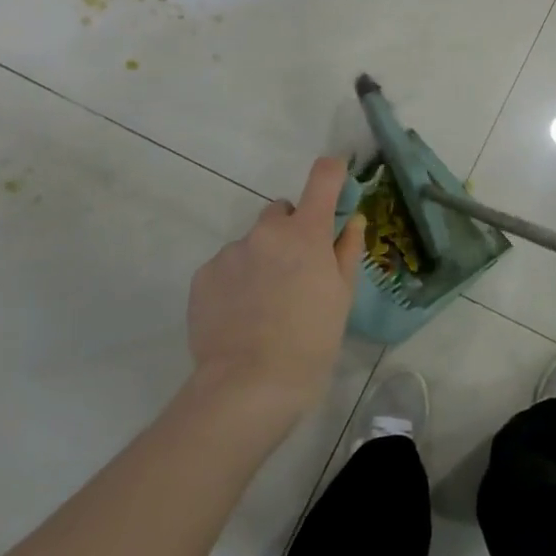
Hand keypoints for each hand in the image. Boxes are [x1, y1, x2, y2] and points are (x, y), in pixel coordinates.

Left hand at [185, 157, 366, 415]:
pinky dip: (238, 279)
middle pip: (282, 212)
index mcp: (306, 232)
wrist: (248, 385)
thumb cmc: (311, 341)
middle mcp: (266, 231)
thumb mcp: (342, 296)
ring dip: (263, 257)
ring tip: (266, 303)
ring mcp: (231, 251)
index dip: (333, 171)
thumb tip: (352, 220)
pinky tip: (242, 314)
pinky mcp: (204, 275)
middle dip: (293, 230)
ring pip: (253, 241)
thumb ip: (347, 249)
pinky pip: (228, 265)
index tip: (337, 177)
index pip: (323, 177)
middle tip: (299, 271)